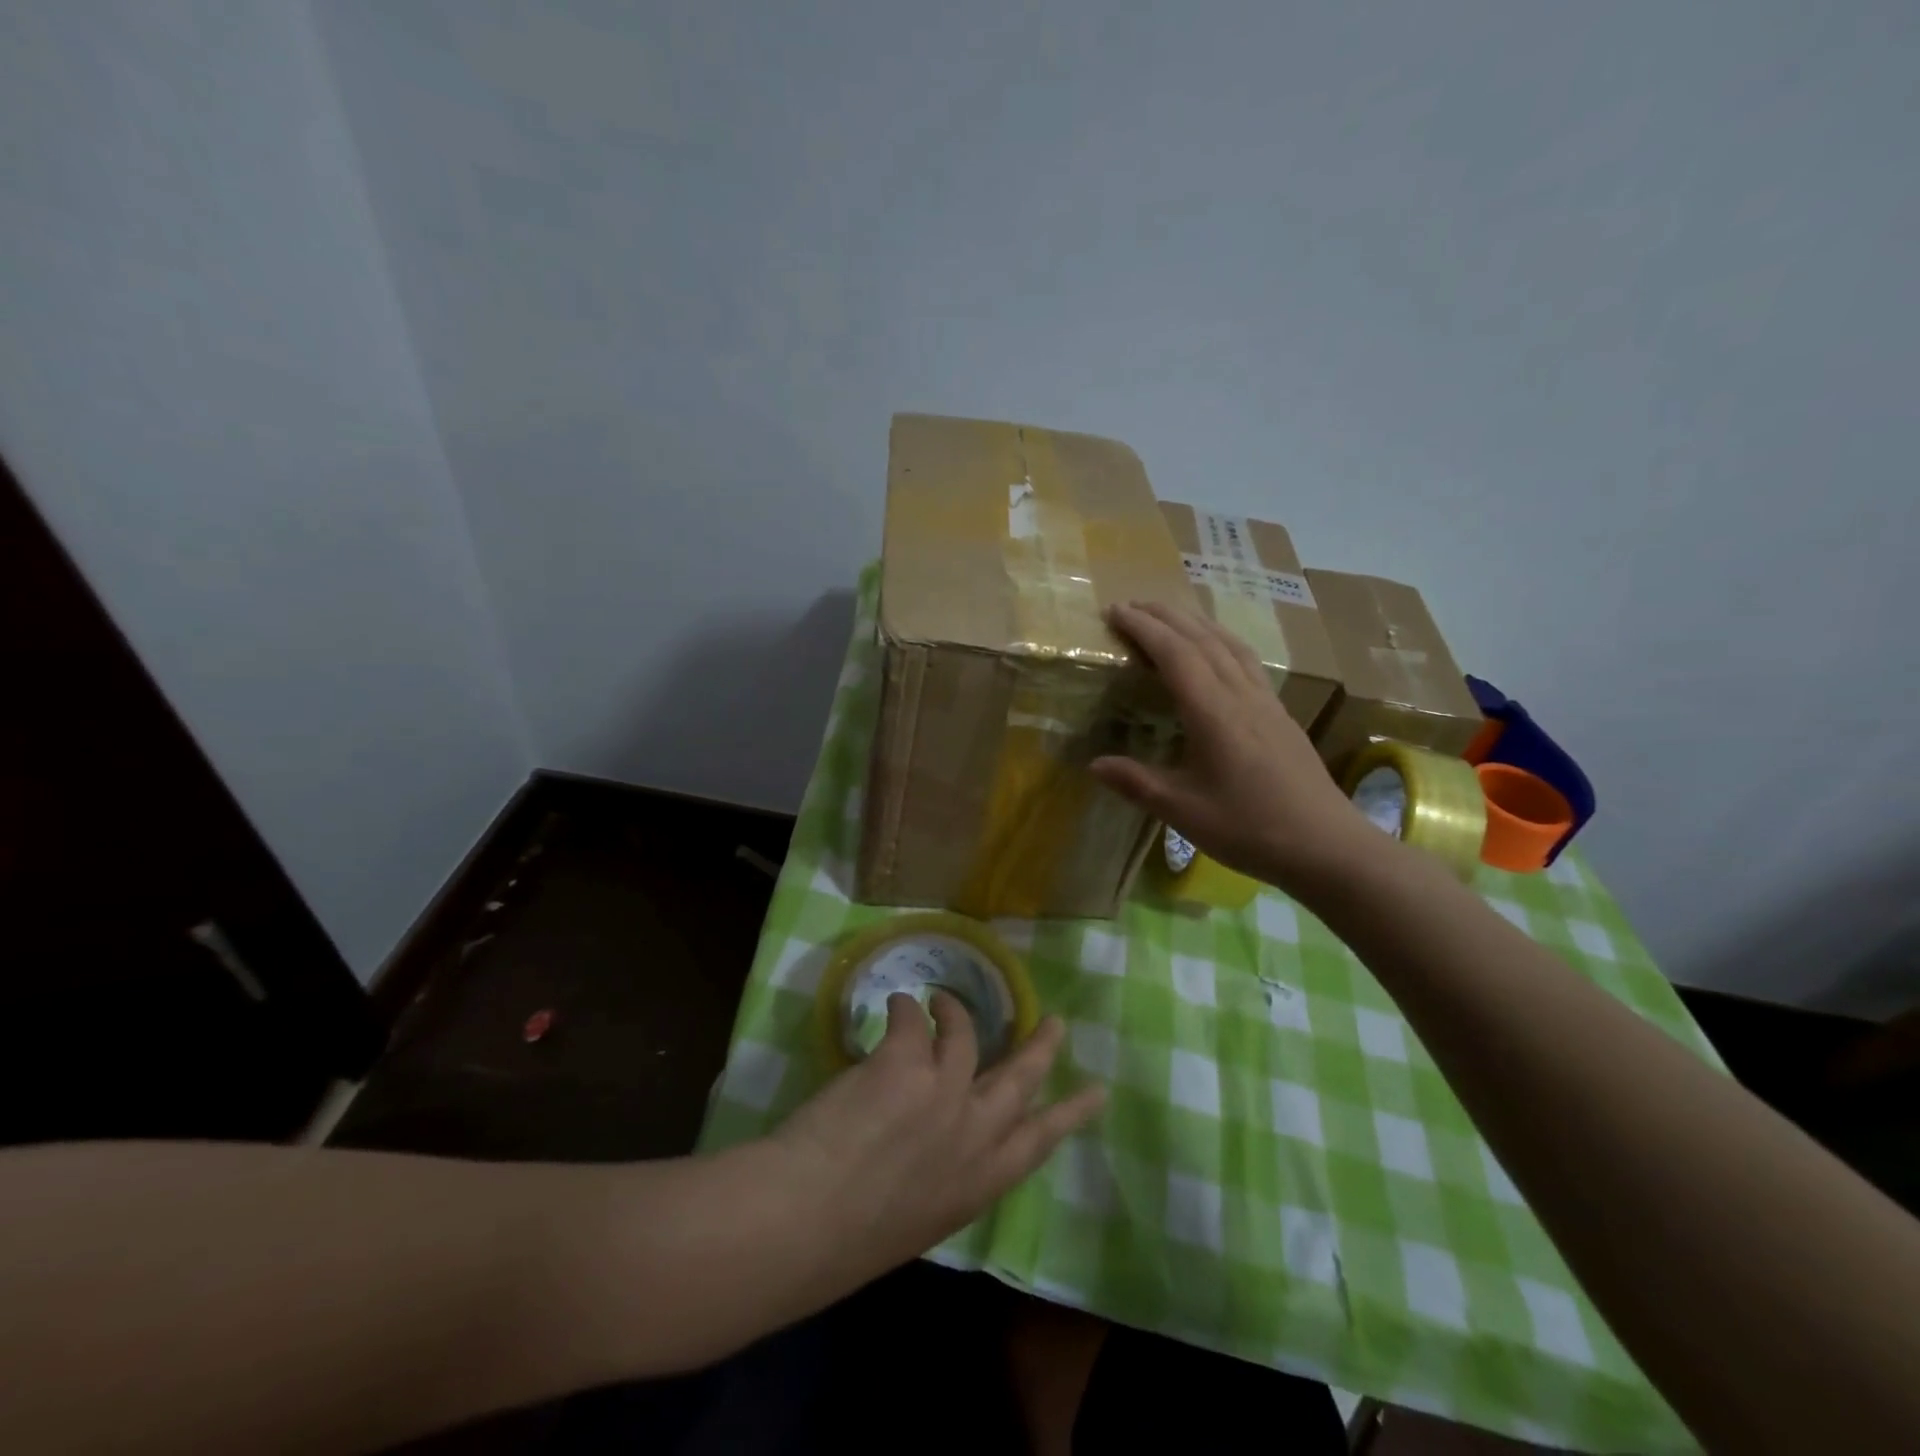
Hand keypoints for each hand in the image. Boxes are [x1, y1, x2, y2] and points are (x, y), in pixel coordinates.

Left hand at [767, 992, 1104, 1279]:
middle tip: (1056, 1023)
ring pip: (967, 1033)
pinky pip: (914, 1017)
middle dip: (1041, 1048)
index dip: (1070, 1113)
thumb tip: (935, 1140)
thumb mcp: (919, 1216)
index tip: (1097, 1092)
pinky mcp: (908, 1061)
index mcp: (979, 1183)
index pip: (1038, 1142)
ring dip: (956, 1011)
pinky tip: (896, 1005)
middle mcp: (973, 1132)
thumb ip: (939, 1174)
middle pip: (1020, 1077)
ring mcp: (945, 1091)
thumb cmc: (850, 1239)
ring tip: (943, 1001)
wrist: (803, 1223)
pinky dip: (907, 1008)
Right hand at [1090, 600, 1379, 896]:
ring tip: (1169, 615)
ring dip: (1195, 622)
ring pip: (1229, 645)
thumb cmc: (1251, 829)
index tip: (1115, 611)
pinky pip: (1246, 660)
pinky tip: (1217, 651)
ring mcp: (1266, 702)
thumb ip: (1138, 783)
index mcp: (1214, 713)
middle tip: (1132, 604)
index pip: (1176, 654)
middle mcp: (1241, 695)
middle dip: (1166, 615)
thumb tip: (1094, 764)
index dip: (1144, 629)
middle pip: (1202, 639)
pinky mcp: (1280, 714)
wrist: (1327, 846)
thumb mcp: (1184, 811)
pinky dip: (1220, 641)